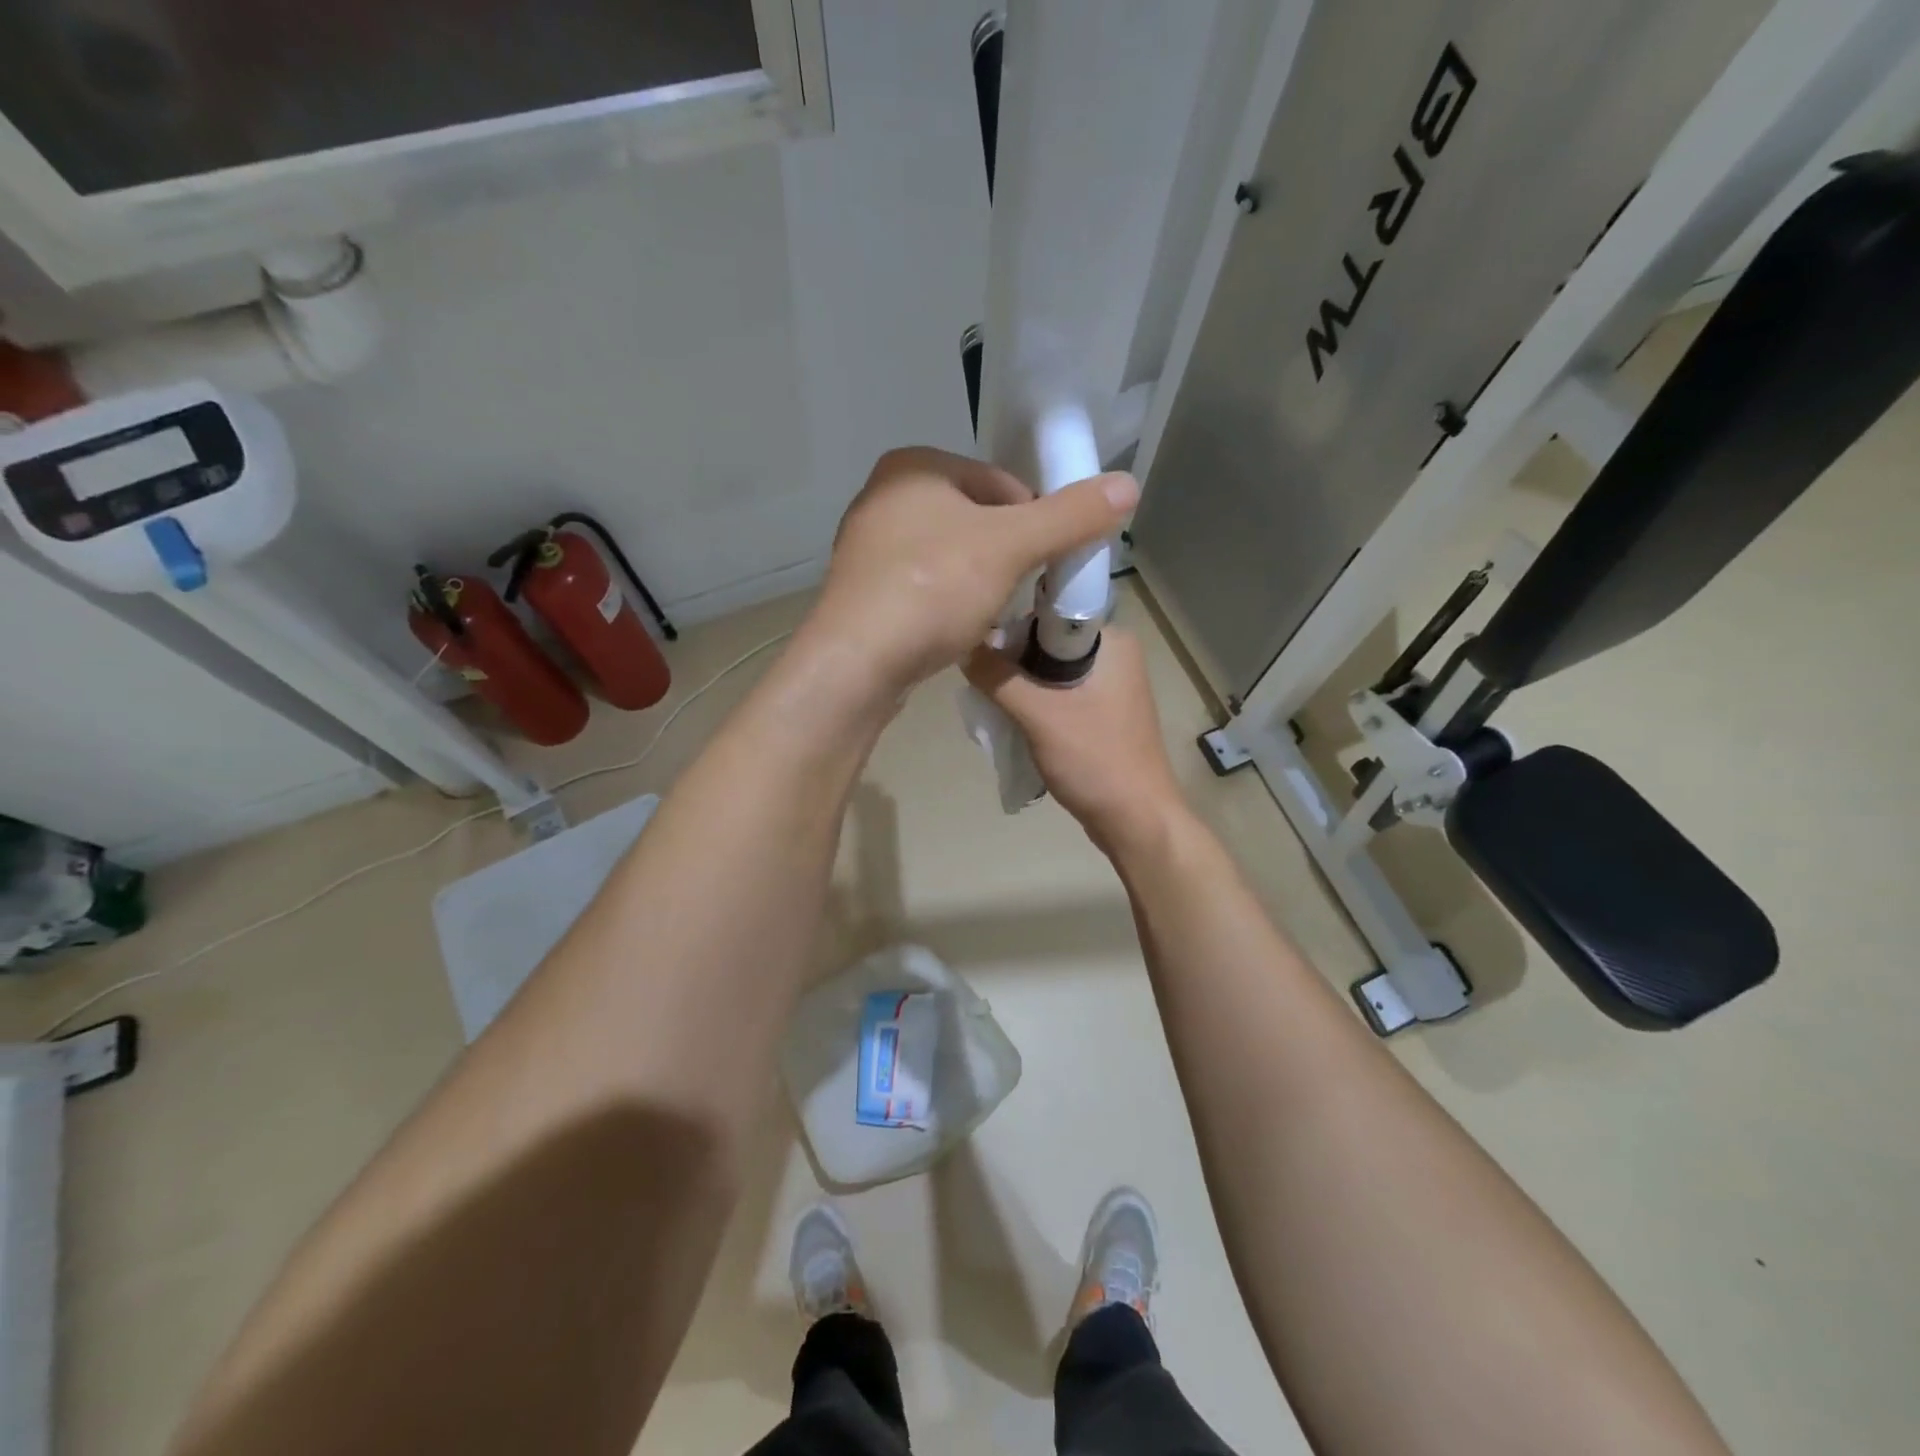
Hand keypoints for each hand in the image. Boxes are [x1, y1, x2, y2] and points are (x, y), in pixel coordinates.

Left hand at [802, 447, 1137, 702]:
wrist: (855, 663)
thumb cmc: (933, 589)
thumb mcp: (1011, 547)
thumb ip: (1070, 516)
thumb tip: (1129, 485)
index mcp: (914, 465)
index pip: (1000, 483)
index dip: (1034, 521)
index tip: (1046, 563)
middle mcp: (884, 496)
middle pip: (975, 519)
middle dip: (1005, 555)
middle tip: (1020, 592)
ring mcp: (867, 546)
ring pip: (949, 555)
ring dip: (978, 581)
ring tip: (989, 615)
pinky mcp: (862, 590)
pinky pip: (922, 586)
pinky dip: (945, 602)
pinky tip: (953, 629)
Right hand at [962, 627, 1185, 854]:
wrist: (1136, 821)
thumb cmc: (1095, 760)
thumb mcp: (1039, 715)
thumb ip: (998, 678)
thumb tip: (962, 646)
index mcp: (1112, 641)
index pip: (1049, 614)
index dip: (1011, 626)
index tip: (979, 647)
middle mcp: (1114, 656)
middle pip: (1046, 643)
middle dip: (1012, 662)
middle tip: (982, 682)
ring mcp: (1110, 687)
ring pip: (1049, 673)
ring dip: (1020, 687)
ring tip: (991, 703)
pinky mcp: (1102, 715)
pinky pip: (1059, 697)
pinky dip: (1035, 706)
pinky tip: (1012, 721)